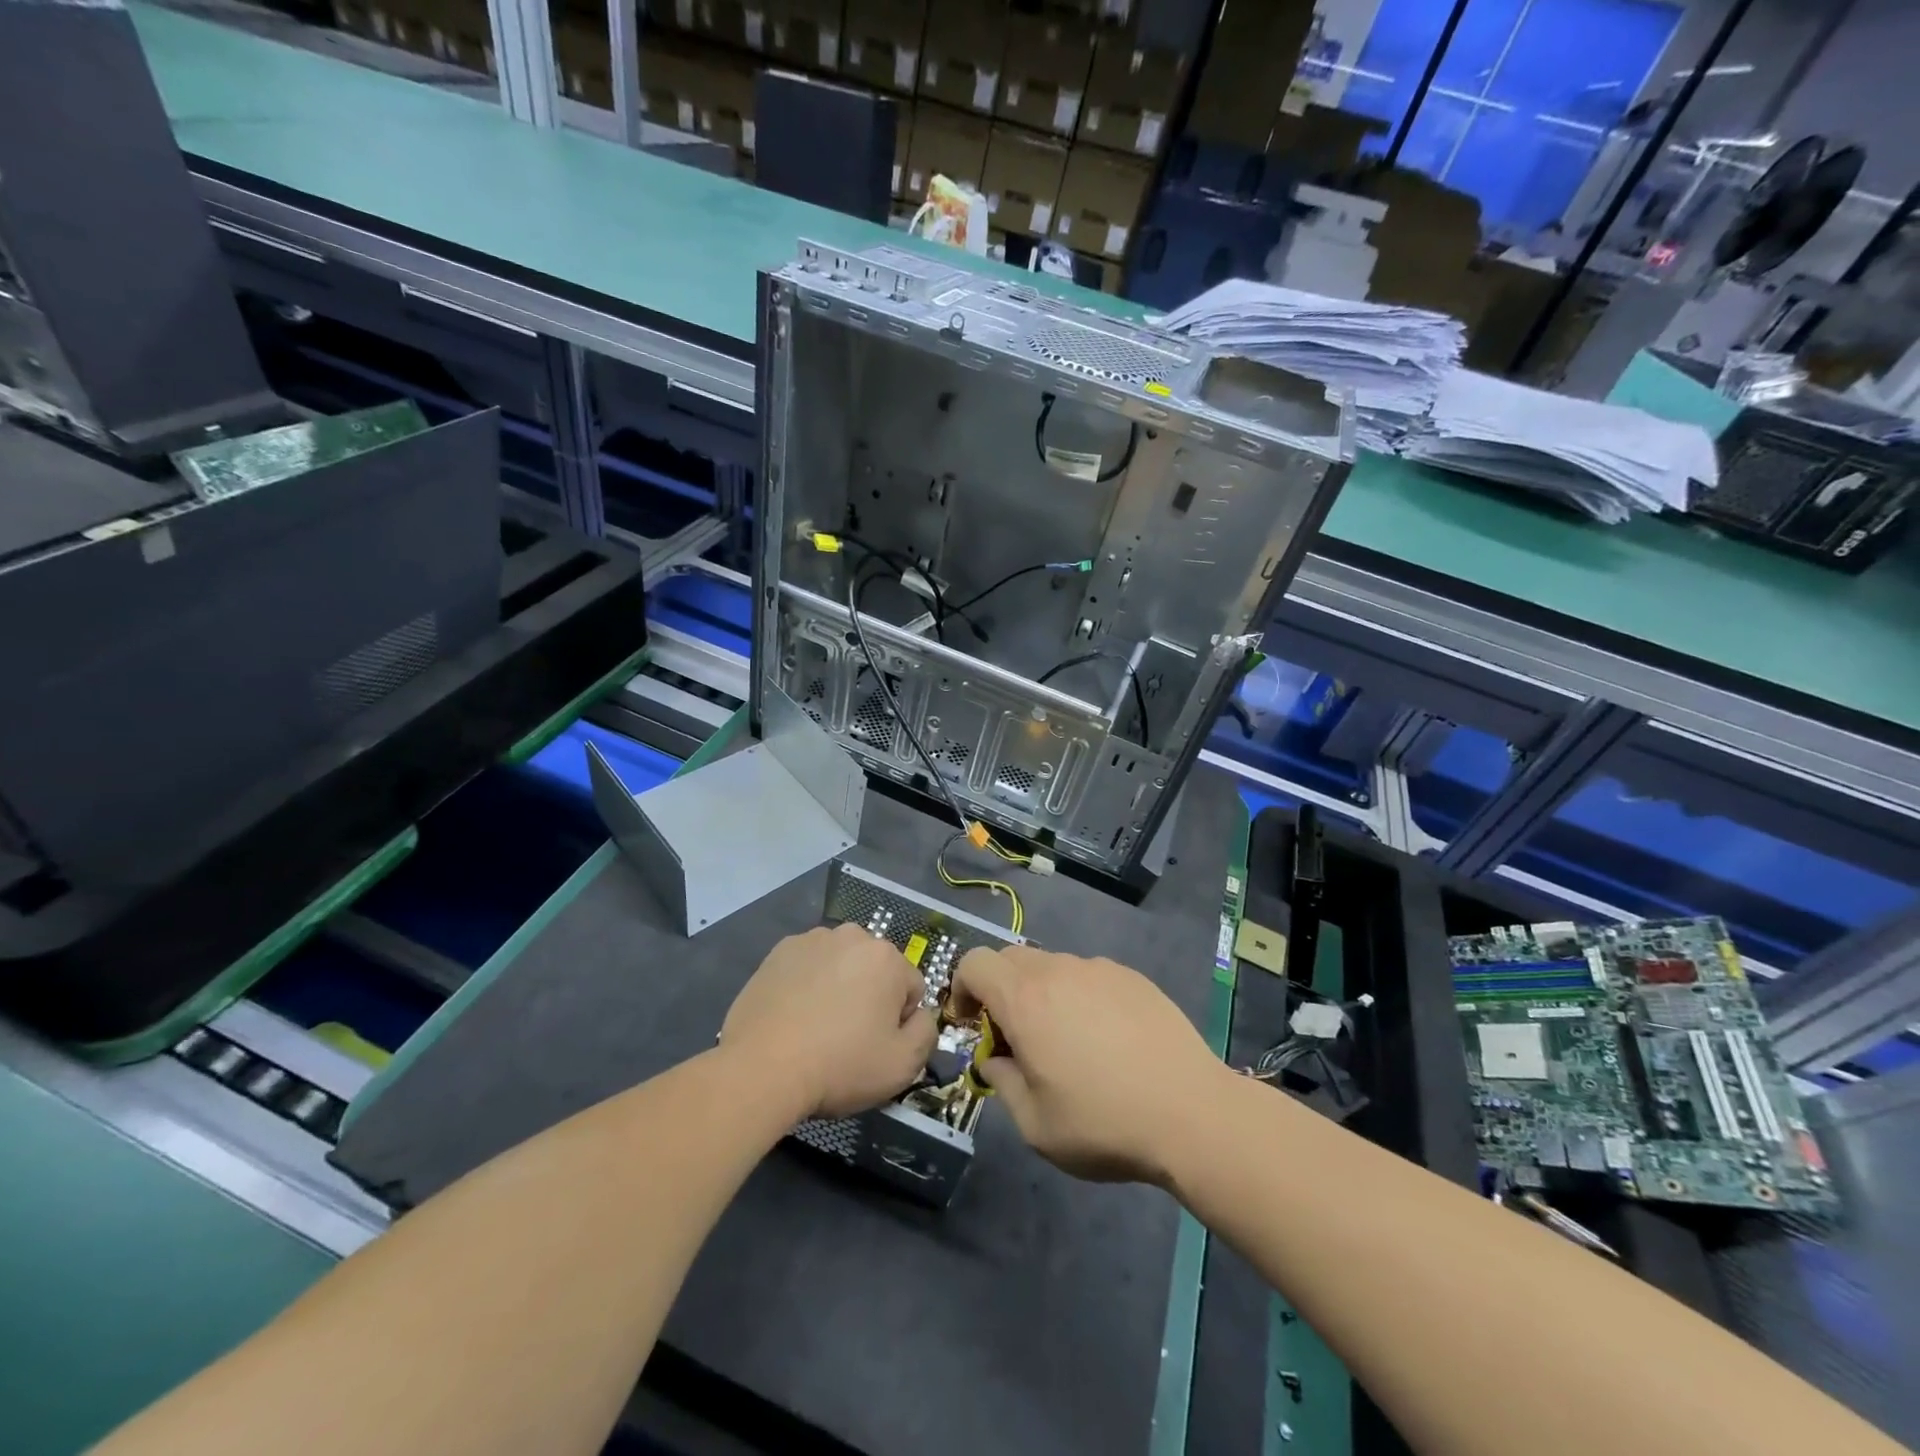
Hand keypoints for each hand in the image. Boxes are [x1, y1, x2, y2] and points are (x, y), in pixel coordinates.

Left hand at [722, 924, 937, 1120]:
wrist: (762, 1067)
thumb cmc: (840, 1065)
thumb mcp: (903, 1065)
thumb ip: (926, 1033)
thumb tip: (919, 1016)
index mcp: (887, 957)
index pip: (911, 989)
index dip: (899, 1023)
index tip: (875, 1047)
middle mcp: (852, 936)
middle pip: (875, 971)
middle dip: (869, 998)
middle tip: (847, 1038)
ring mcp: (811, 940)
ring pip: (840, 966)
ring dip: (838, 988)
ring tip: (816, 1029)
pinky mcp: (778, 952)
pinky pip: (807, 968)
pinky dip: (806, 985)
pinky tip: (793, 1017)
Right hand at [951, 946, 1225, 1185]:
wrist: (1192, 1113)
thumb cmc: (1103, 1123)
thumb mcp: (1035, 1124)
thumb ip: (1002, 1083)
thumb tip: (995, 1060)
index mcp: (1025, 1000)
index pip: (975, 962)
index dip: (962, 987)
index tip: (971, 1023)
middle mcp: (1058, 971)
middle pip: (1010, 959)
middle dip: (999, 991)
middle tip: (1015, 1038)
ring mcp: (1099, 969)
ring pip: (1052, 966)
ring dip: (1041, 993)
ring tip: (1066, 1042)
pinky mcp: (1132, 977)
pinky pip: (1089, 976)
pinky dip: (1080, 996)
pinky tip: (1106, 1039)